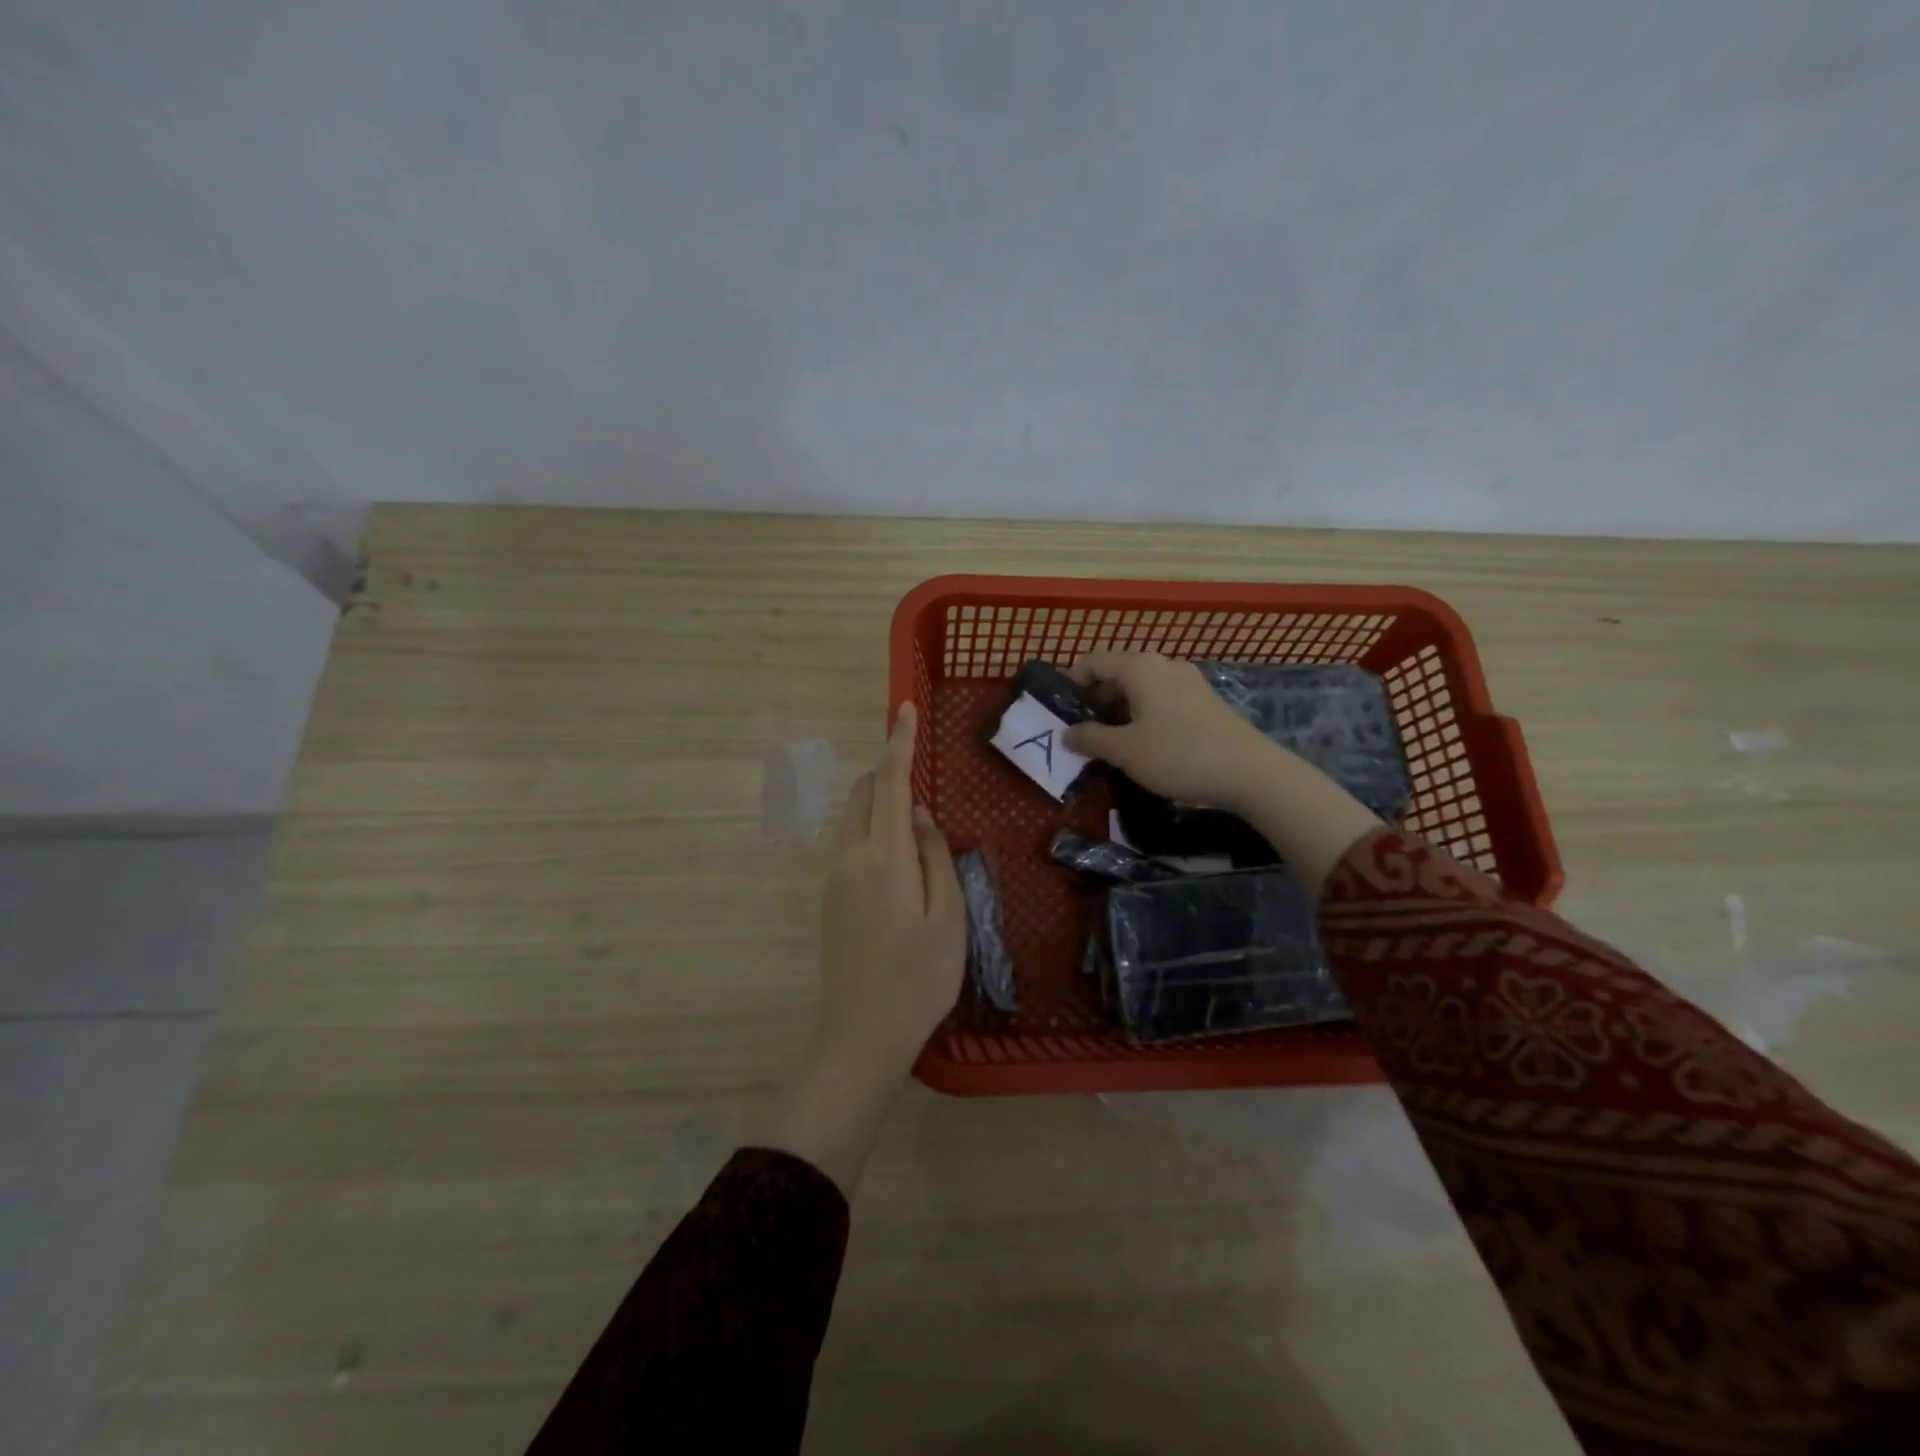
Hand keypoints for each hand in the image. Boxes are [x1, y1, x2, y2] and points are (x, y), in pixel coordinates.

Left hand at [818, 701, 965, 1084]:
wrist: (863, 1033)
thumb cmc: (920, 976)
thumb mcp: (949, 915)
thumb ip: (936, 857)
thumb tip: (921, 816)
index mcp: (885, 856)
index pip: (891, 784)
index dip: (899, 743)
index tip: (904, 709)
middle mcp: (851, 857)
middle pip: (862, 794)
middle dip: (887, 772)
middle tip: (920, 779)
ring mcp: (834, 878)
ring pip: (852, 818)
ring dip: (878, 802)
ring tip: (915, 822)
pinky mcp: (829, 898)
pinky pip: (849, 843)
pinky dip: (870, 829)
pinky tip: (898, 858)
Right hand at [1064, 651, 1380, 896]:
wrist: (1250, 772)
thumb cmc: (1178, 754)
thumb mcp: (1125, 751)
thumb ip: (1091, 739)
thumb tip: (1068, 733)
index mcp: (1140, 667)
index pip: (1092, 661)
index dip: (1071, 682)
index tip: (1058, 711)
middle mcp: (1163, 665)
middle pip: (1117, 673)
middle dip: (1094, 700)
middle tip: (1079, 732)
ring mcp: (1188, 682)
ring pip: (1140, 689)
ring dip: (1118, 711)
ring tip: (1107, 743)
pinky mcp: (1204, 702)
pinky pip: (1161, 701)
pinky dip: (1142, 716)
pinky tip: (1142, 745)